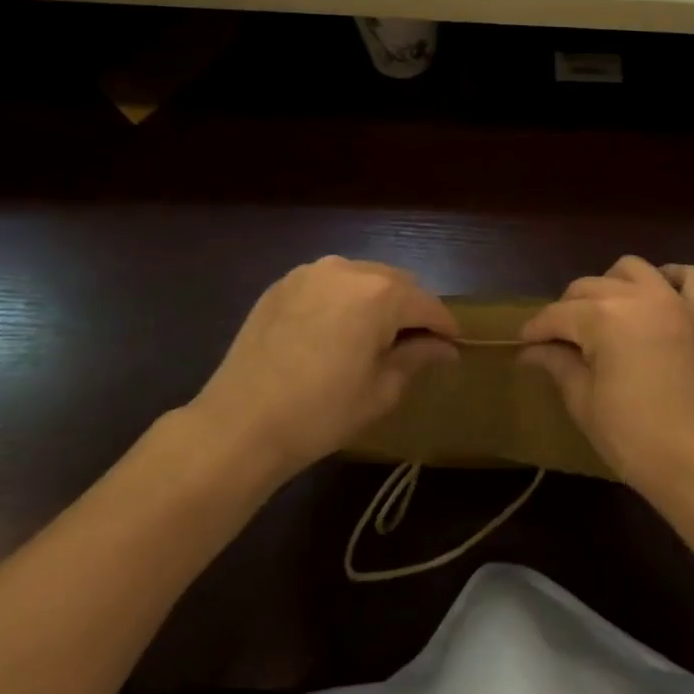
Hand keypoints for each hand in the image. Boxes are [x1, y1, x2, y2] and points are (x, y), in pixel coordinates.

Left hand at [185, 257, 458, 491]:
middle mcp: (348, 269)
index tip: (453, 346)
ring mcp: (311, 273)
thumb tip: (446, 349)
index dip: (445, 326)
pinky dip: (343, 301)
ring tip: (374, 336)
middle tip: (415, 344)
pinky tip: (336, 332)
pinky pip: (328, 284)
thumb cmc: (322, 412)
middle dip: (411, 310)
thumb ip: (418, 358)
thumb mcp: (381, 390)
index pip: (428, 304)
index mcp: (380, 293)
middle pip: (397, 283)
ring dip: (377, 301)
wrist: (240, 424)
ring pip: (362, 279)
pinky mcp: (282, 285)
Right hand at [521, 256, 693, 504]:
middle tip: (559, 341)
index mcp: (603, 317)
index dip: (535, 330)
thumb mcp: (584, 402)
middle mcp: (637, 296)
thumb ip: (558, 364)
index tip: (523, 345)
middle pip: (589, 287)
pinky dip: (670, 278)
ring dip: (610, 285)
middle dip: (566, 310)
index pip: (557, 314)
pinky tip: (655, 296)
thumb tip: (530, 351)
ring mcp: (674, 301)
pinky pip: (689, 276)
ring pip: (631, 269)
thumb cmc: (634, 437)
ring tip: (603, 315)